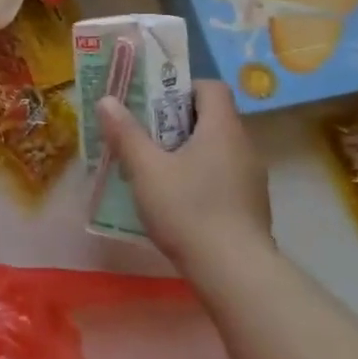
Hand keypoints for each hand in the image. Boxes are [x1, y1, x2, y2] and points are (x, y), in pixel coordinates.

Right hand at [97, 80, 273, 267]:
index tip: (152, 102)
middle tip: (140, 133)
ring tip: (150, 167)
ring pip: (213, 147)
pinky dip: (196, 174)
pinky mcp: (249, 204)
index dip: (180, 87)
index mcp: (222, 129)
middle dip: (173, 120)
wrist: (233, 270)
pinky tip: (172, 197)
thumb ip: (125, 132)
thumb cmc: (187, 209)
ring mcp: (250, 177)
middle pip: (210, 117)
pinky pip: (220, 173)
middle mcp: (243, 146)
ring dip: (183, 149)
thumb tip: (107, 99)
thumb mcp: (145, 168)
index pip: (210, 87)